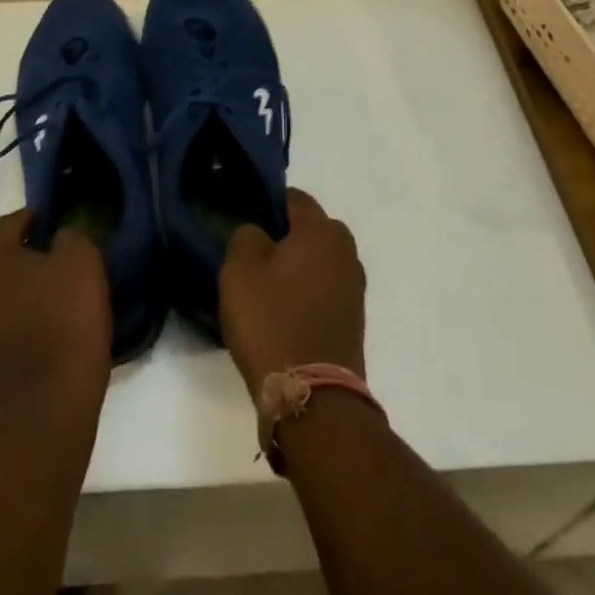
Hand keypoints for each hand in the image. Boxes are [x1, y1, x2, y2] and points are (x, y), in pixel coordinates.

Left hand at [0, 210, 111, 420]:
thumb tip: (59, 238)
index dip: (36, 220)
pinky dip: (12, 329)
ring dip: (15, 296)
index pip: (10, 223)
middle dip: (22, 258)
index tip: (59, 226)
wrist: (42, 412)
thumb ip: (70, 236)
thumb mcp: (81, 261)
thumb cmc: (62, 322)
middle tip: (57, 265)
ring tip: (50, 304)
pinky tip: (39, 338)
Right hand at [219, 189, 366, 395]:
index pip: (293, 198)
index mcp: (321, 229)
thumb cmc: (272, 321)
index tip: (245, 224)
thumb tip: (259, 233)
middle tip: (254, 258)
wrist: (313, 397)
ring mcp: (354, 286)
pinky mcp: (354, 318)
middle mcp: (345, 249)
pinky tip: (285, 313)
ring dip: (297, 267)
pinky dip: (308, 293)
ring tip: (267, 290)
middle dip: (285, 237)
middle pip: (310, 229)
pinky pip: (325, 289)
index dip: (267, 205)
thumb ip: (246, 235)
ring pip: (319, 260)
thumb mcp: (239, 269)